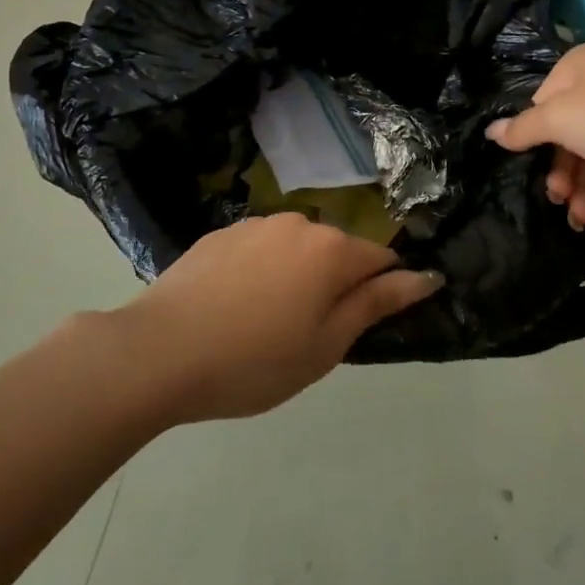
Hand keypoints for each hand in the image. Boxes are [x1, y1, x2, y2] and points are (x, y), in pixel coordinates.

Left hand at [113, 213, 442, 423]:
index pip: (381, 259)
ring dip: (295, 277)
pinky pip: (258, 250)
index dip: (382, 290)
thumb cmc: (254, 360)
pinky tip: (232, 309)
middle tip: (307, 336)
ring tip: (264, 325)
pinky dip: (259, 273)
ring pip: (295, 250)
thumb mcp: (326, 345)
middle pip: (336, 251)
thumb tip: (426, 276)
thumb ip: (376, 304)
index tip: (363, 324)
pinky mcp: (220, 234)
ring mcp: (255, 225)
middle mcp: (298, 224)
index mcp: (331, 249)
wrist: (158, 351)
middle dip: (334, 285)